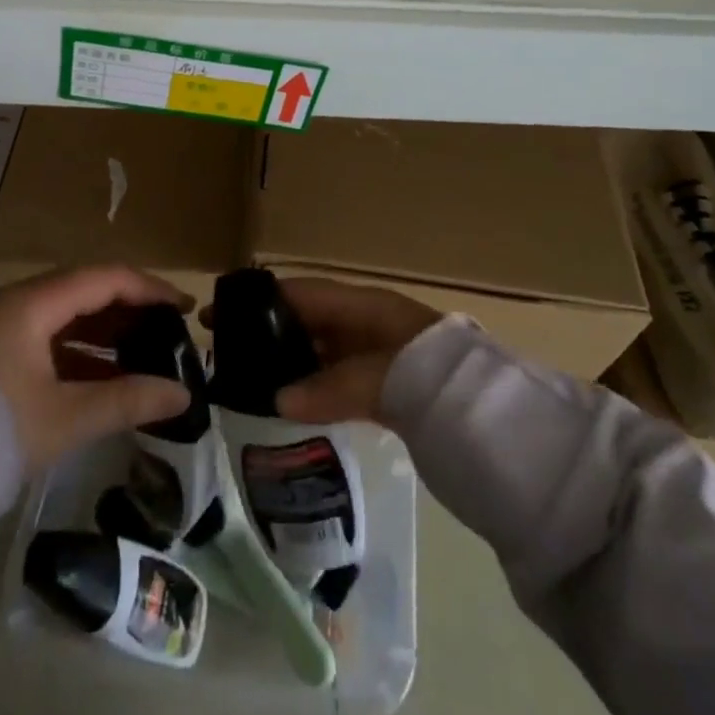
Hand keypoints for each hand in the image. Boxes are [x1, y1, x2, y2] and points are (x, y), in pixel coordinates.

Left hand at [0, 265, 194, 470]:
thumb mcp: (65, 416)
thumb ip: (126, 401)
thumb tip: (182, 394)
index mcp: (35, 303)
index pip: (105, 278)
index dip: (149, 288)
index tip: (183, 306)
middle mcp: (18, 303)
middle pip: (86, 291)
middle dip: (129, 308)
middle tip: (167, 330)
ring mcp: (1, 329)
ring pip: (65, 317)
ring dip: (104, 332)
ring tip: (142, 354)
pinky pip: (47, 340)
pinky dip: (78, 353)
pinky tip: (101, 378)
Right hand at [207, 277, 441, 427]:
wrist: (497, 421)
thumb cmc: (437, 381)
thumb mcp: (383, 378)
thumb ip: (331, 387)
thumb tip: (276, 400)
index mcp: (365, 306)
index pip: (302, 293)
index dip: (260, 299)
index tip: (217, 311)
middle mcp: (367, 323)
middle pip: (308, 320)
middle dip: (268, 331)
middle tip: (224, 352)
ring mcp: (376, 355)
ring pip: (320, 352)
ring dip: (288, 362)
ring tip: (245, 380)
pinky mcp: (385, 387)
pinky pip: (337, 379)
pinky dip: (312, 388)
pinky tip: (288, 404)